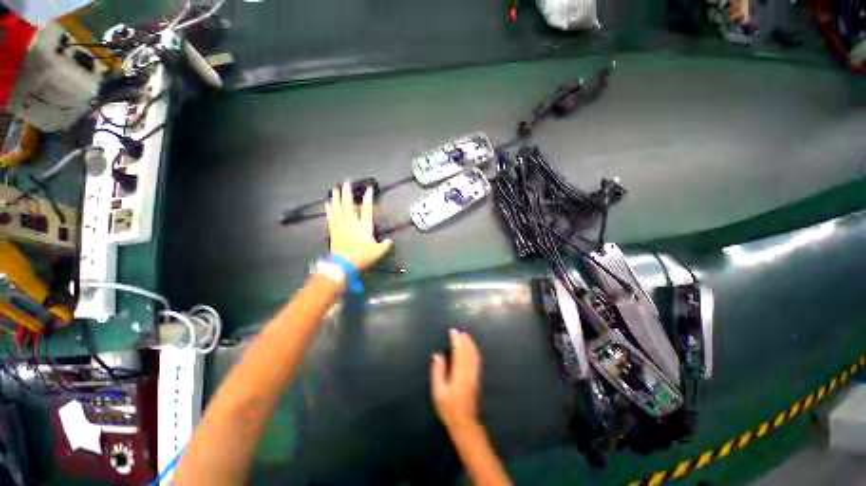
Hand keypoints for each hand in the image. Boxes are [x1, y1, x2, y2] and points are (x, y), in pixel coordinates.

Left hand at [326, 182, 392, 270]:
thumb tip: (389, 241)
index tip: (369, 189)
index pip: (366, 209)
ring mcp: (340, 227)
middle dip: (347, 193)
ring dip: (336, 198)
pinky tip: (327, 204)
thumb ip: (384, 246)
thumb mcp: (377, 252)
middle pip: (347, 205)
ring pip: (337, 209)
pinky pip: (331, 217)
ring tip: (335, 189)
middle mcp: (350, 223)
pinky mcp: (333, 232)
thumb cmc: (361, 257)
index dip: (368, 198)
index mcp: (362, 227)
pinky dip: (329, 210)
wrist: (343, 265)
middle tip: (345, 182)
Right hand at [430, 329, 481, 429]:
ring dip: (470, 343)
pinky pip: (477, 361)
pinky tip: (473, 349)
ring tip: (465, 336)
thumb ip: (438, 371)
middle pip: (468, 350)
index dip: (456, 339)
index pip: (458, 350)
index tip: (452, 331)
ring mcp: (474, 375)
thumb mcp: (438, 391)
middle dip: (463, 339)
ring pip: (474, 354)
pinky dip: (474, 351)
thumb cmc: (448, 408)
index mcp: (459, 373)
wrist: (464, 423)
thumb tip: (438, 355)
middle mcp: (468, 371)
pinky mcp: (477, 379)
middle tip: (458, 331)